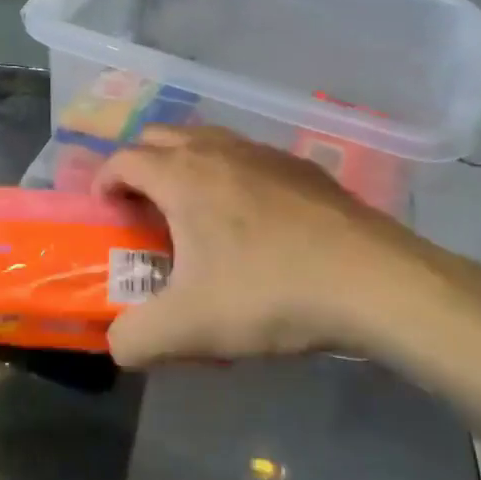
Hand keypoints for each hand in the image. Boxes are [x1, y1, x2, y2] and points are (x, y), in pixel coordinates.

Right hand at [95, 127, 480, 371]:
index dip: (104, 181)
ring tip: (194, 209)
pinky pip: (248, 156)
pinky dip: (230, 172)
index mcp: (182, 176)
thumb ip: (136, 339)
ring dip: (185, 162)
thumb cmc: (271, 293)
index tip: (105, 211)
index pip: (124, 159)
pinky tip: (252, 218)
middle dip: (140, 163)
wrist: (376, 282)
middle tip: (143, 207)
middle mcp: (218, 150)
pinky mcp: (303, 167)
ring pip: (207, 138)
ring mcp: (265, 153)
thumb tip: (117, 344)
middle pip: (161, 135)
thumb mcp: (190, 329)